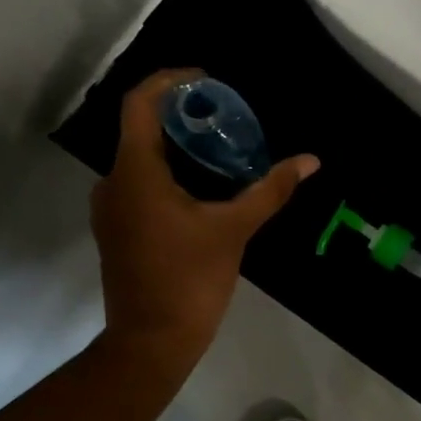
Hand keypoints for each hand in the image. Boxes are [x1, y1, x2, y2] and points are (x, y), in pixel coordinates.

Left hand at [91, 68, 318, 364]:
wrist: (152, 340)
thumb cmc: (190, 280)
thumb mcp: (234, 230)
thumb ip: (270, 191)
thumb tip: (310, 161)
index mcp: (135, 172)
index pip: (140, 103)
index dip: (170, 80)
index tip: (206, 80)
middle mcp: (113, 183)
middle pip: (141, 129)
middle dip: (181, 117)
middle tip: (223, 117)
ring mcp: (110, 209)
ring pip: (140, 159)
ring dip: (175, 148)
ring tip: (218, 151)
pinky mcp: (116, 230)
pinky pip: (138, 185)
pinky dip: (167, 174)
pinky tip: (200, 189)